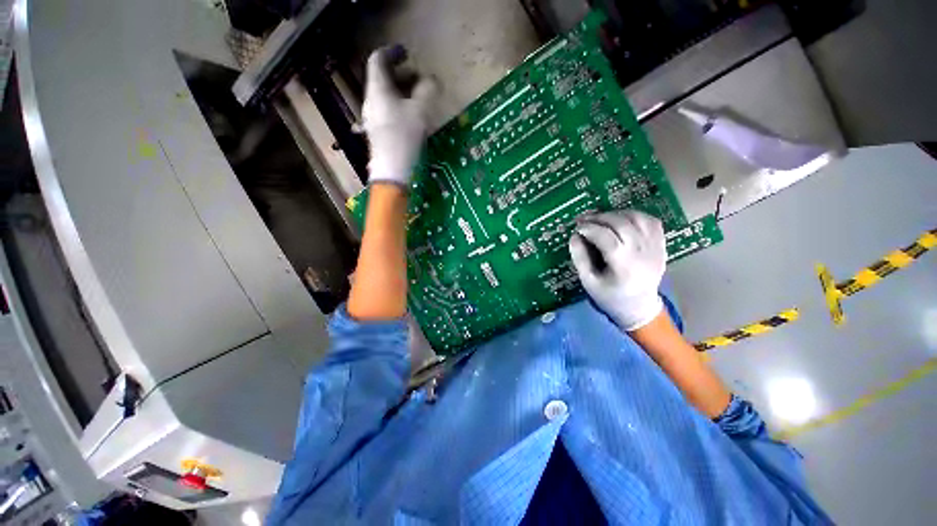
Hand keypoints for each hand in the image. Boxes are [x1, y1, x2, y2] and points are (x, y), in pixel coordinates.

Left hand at [363, 46, 437, 186]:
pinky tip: (411, 118)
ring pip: (385, 97)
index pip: (378, 60)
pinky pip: (387, 111)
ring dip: (401, 92)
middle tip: (419, 79)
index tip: (407, 53)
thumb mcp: (420, 111)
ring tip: (418, 99)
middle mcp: (371, 101)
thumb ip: (427, 91)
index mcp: (378, 90)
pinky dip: (399, 107)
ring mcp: (372, 118)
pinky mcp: (378, 133)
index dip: (392, 52)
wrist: (392, 170)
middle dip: (401, 75)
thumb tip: (432, 80)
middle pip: (382, 79)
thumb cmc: (405, 137)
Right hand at [569, 210, 666, 330]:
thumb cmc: (610, 296)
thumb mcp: (588, 281)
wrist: (639, 306)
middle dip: (599, 217)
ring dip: (615, 214)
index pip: (606, 237)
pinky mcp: (661, 244)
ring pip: (637, 218)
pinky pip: (650, 221)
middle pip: (622, 224)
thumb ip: (580, 258)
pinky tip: (621, 220)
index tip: (577, 228)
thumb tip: (574, 236)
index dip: (589, 229)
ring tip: (600, 219)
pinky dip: (634, 215)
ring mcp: (655, 247)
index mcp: (624, 266)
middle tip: (584, 219)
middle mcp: (643, 253)